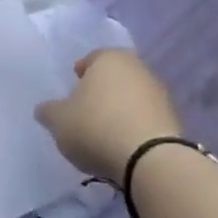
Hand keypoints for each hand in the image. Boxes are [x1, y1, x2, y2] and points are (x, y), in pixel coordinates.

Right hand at [36, 47, 181, 184]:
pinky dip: (136, 126)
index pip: (90, 59)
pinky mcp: (173, 118)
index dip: (80, 74)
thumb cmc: (97, 128)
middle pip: (114, 76)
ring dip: (121, 109)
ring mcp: (158, 92)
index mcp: (108, 58)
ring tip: (107, 132)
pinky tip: (125, 144)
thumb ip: (49, 111)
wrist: (151, 159)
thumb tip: (44, 109)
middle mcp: (136, 67)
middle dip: (102, 90)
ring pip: (132, 96)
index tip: (73, 91)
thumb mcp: (59, 121)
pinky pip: (146, 118)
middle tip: (88, 110)